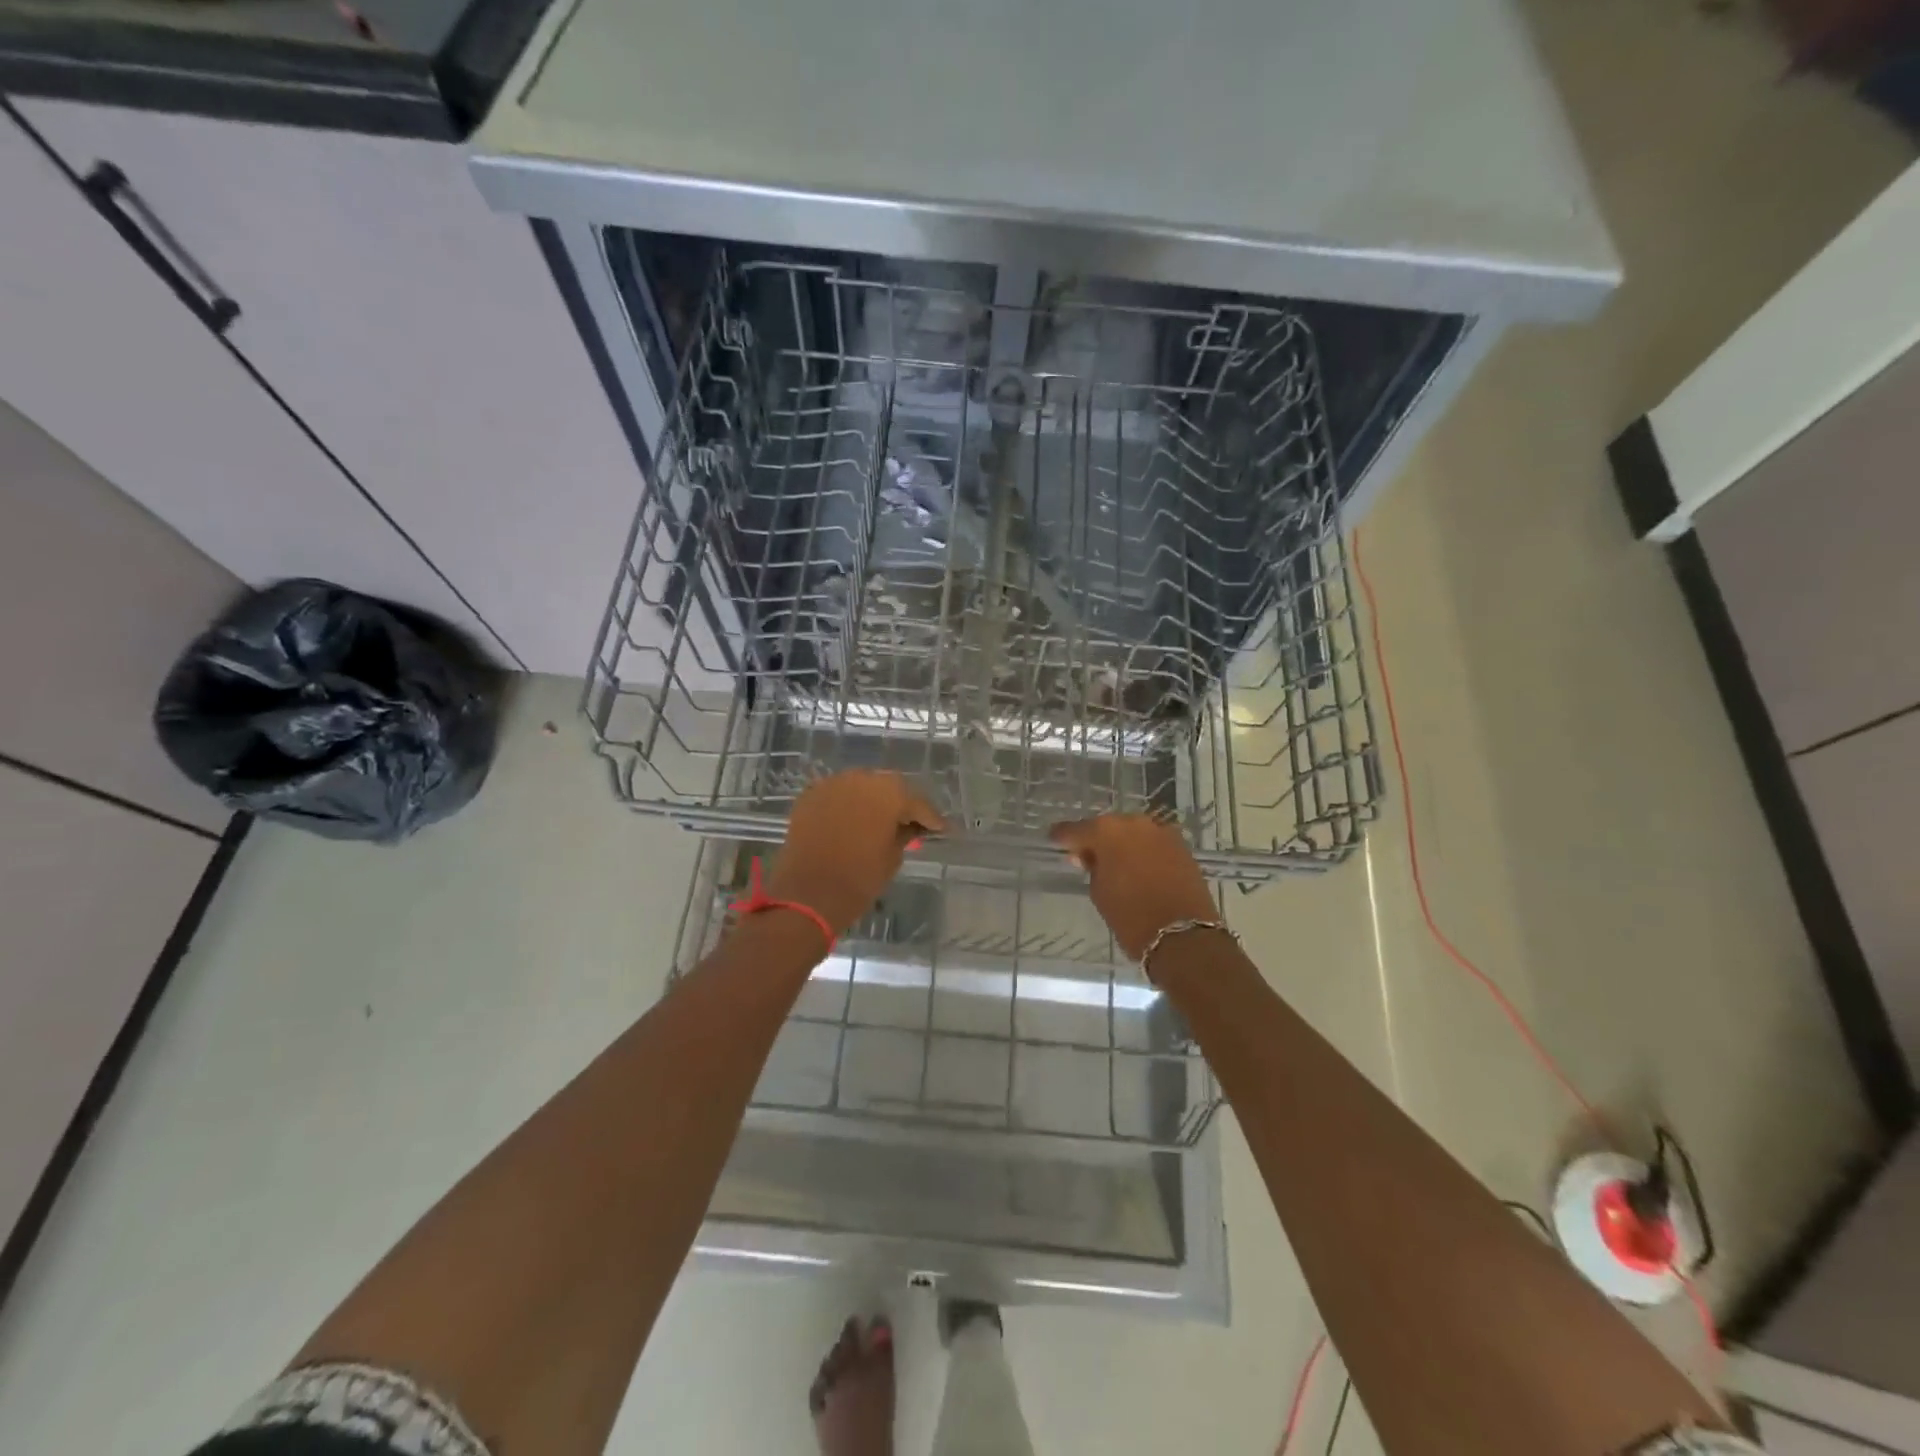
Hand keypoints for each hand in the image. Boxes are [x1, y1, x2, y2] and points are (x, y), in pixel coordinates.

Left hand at [764, 771, 945, 937]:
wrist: (808, 894)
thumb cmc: (859, 879)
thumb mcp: (892, 857)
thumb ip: (905, 835)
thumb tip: (911, 827)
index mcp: (889, 793)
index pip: (917, 803)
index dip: (931, 818)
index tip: (941, 829)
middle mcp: (862, 779)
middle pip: (888, 788)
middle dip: (900, 804)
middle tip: (909, 822)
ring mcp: (833, 784)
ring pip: (861, 787)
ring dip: (871, 801)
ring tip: (879, 822)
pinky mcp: (810, 796)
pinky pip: (838, 795)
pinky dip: (847, 806)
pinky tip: (852, 822)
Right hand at [1049, 814, 1219, 963]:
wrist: (1183, 936)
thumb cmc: (1131, 916)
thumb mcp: (1099, 892)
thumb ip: (1092, 867)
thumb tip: (1090, 856)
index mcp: (1106, 831)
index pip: (1075, 830)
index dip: (1063, 837)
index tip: (1054, 840)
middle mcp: (1134, 823)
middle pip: (1107, 827)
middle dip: (1096, 839)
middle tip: (1085, 856)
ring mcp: (1161, 832)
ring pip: (1132, 833)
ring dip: (1122, 844)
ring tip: (1115, 863)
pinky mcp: (1181, 845)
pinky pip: (1153, 843)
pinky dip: (1143, 851)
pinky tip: (1138, 866)